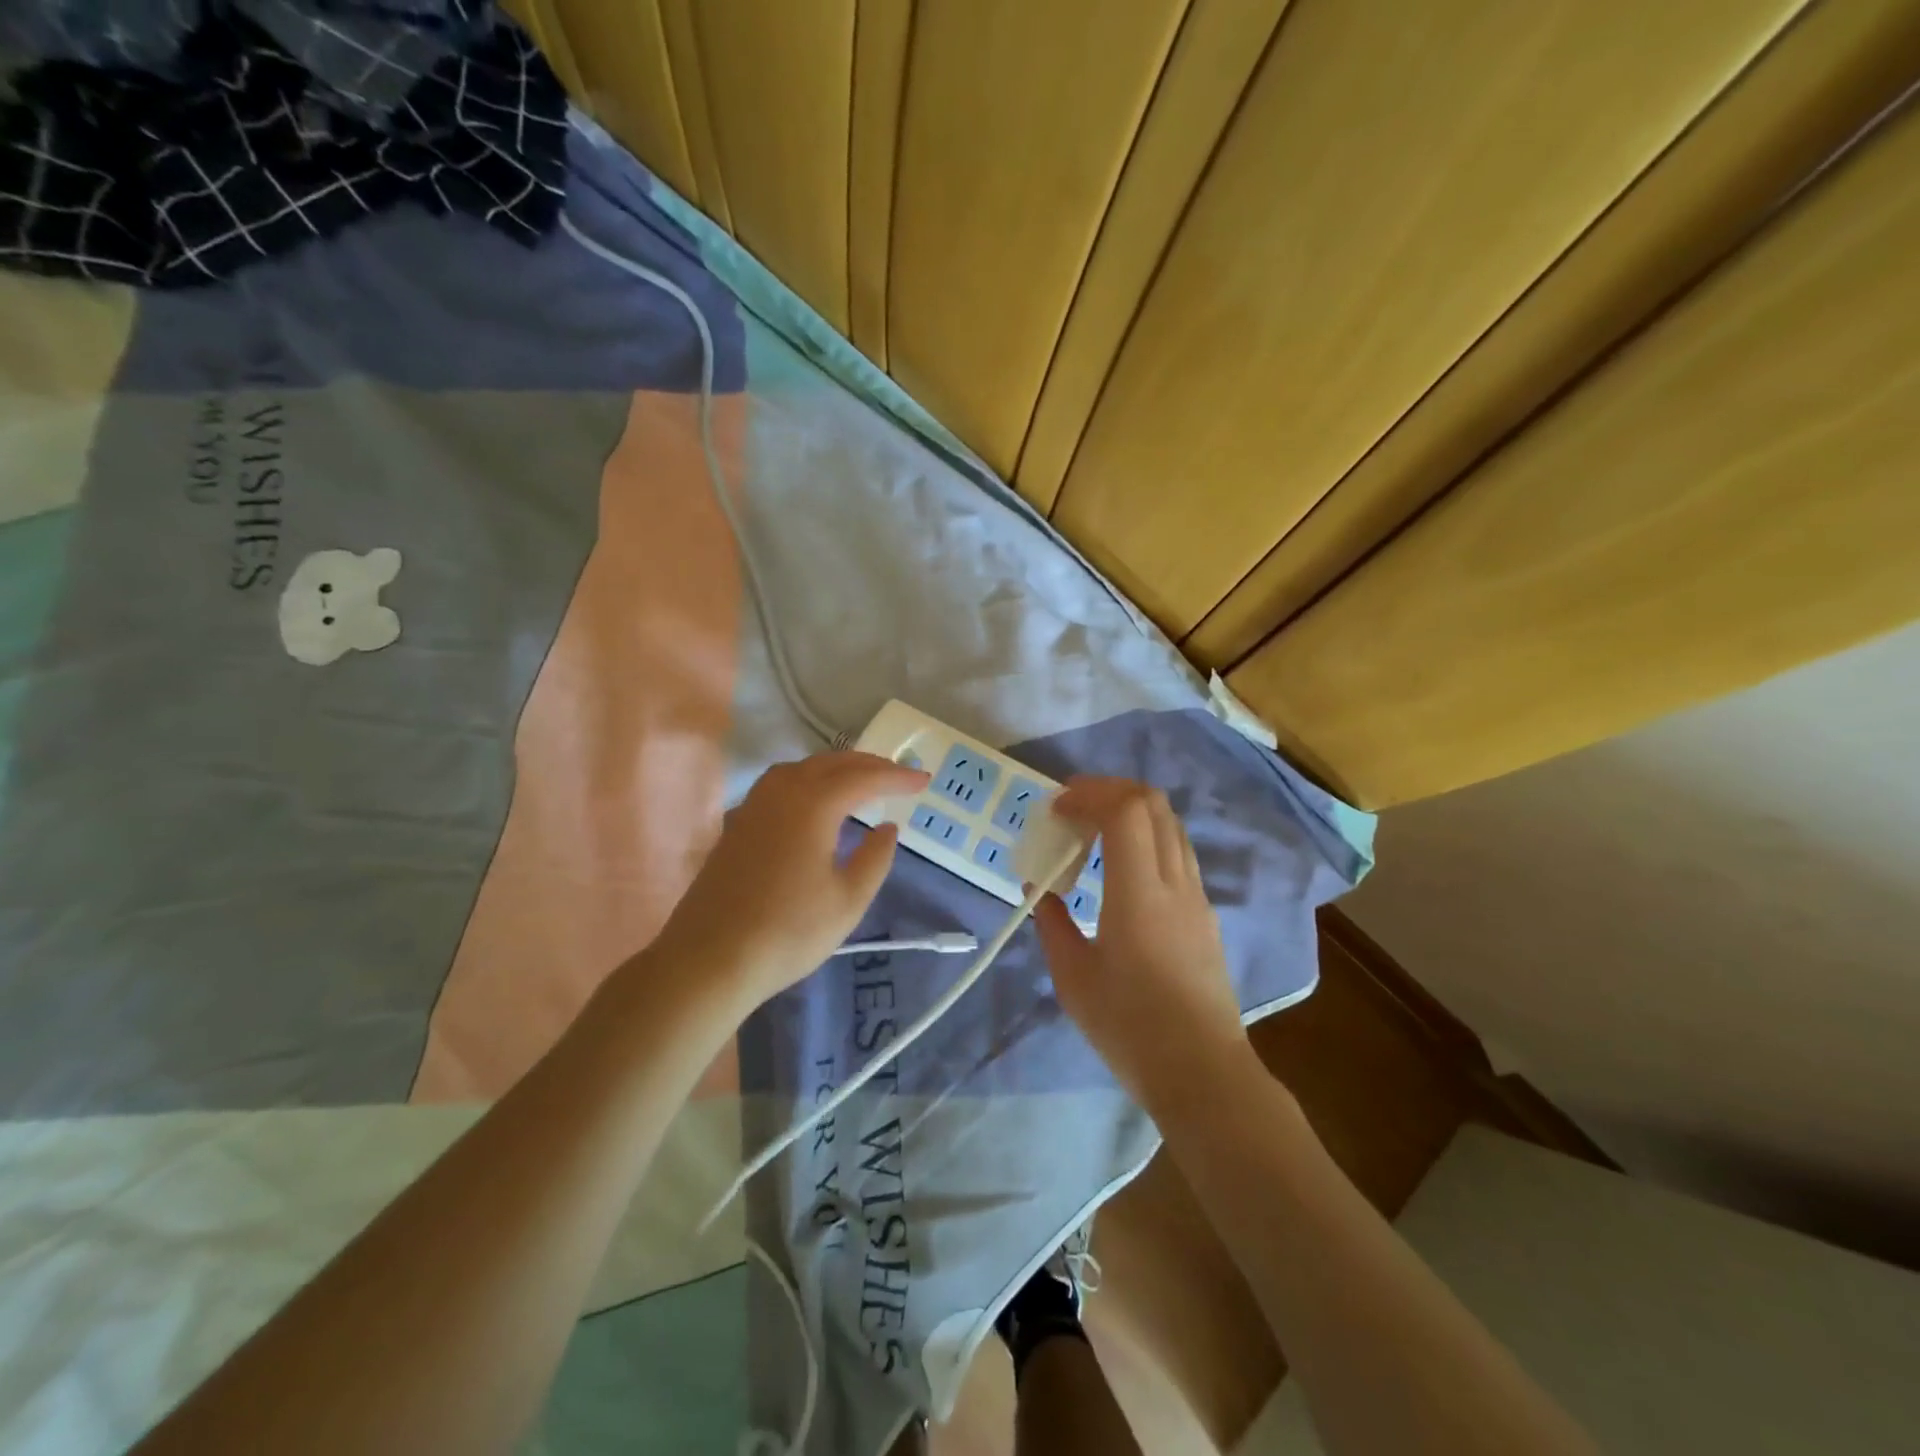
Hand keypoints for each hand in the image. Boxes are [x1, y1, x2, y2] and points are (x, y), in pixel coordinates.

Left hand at [652, 752, 928, 1013]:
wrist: (710, 959)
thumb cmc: (788, 932)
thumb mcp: (848, 900)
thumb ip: (875, 857)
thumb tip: (888, 827)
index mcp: (813, 804)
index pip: (864, 778)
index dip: (897, 777)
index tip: (924, 781)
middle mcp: (782, 792)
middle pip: (831, 763)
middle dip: (869, 765)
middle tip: (898, 776)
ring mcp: (754, 805)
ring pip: (802, 768)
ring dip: (837, 768)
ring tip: (861, 781)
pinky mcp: (738, 823)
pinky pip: (781, 783)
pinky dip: (810, 780)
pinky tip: (816, 802)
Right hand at [1033, 777, 1253, 1110]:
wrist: (1202, 1072)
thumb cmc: (1130, 1027)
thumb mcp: (1073, 978)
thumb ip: (1052, 925)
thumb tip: (1040, 890)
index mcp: (1139, 893)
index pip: (1126, 811)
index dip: (1090, 794)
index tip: (1058, 808)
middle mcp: (1175, 883)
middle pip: (1154, 804)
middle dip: (1110, 790)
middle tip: (1074, 807)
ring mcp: (1197, 897)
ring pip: (1171, 825)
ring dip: (1132, 812)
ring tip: (1096, 833)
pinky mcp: (1206, 915)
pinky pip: (1178, 853)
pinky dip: (1148, 839)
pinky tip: (1123, 870)